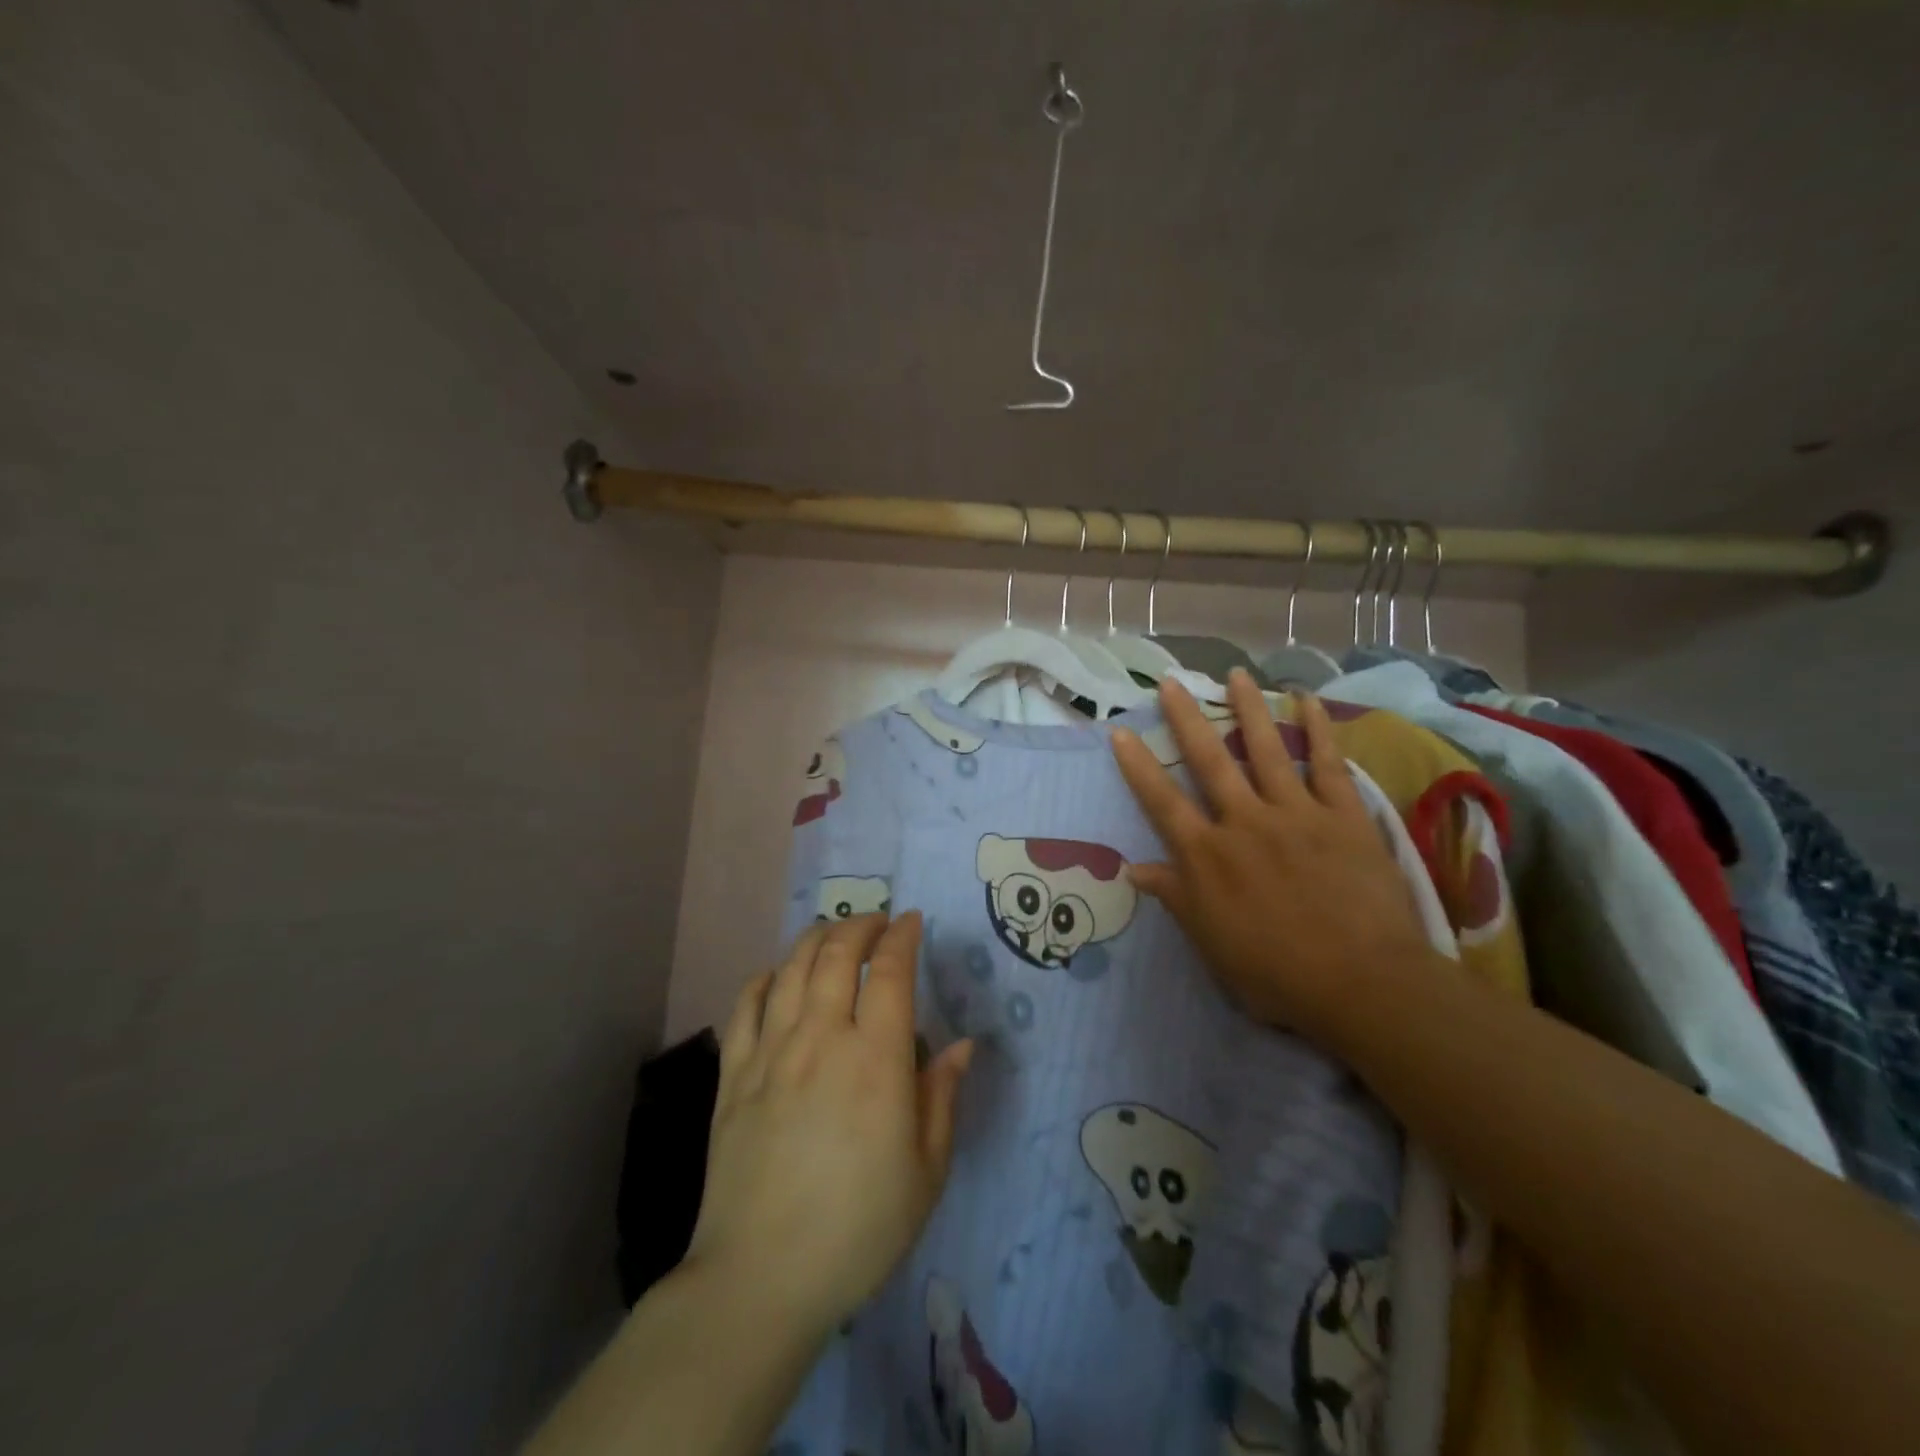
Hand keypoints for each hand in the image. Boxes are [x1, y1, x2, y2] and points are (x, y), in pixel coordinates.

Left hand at [686, 913, 972, 1337]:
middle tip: (878, 923)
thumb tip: (962, 1045)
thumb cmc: (859, 1229)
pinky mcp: (733, 1074)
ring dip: (817, 938)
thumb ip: (943, 1098)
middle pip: (838, 953)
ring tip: (834, 933)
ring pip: (792, 967)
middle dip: (862, 925)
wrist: (760, 1279)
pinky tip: (777, 976)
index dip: (903, 937)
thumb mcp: (926, 1172)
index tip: (913, 922)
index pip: (891, 972)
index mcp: (875, 1059)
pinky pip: (746, 1004)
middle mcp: (821, 1038)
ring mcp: (771, 1052)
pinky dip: (765, 977)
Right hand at [1111, 670, 1440, 1053]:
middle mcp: (1244, 822)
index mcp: (1207, 856)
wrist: (1362, 984)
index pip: (1162, 802)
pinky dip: (1318, 731)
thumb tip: (1133, 869)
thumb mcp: (1211, 943)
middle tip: (1171, 682)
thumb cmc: (1276, 973)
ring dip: (1247, 710)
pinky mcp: (1343, 816)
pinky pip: (1329, 765)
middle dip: (1186, 719)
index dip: (1138, 766)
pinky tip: (1307, 701)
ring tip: (1234, 675)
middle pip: (1208, 761)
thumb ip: (1175, 898)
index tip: (1120, 732)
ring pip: (1265, 750)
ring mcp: (1295, 814)